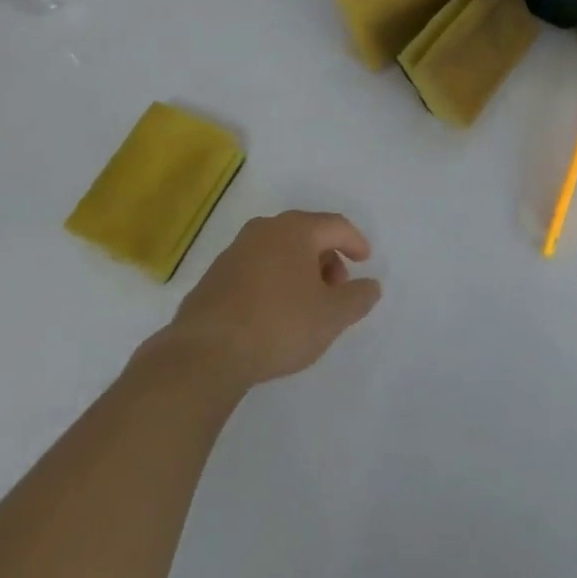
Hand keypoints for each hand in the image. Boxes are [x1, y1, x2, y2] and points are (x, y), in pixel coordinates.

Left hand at [165, 211, 381, 388]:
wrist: (205, 352)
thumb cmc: (279, 324)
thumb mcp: (332, 316)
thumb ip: (358, 298)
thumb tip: (371, 286)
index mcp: (295, 230)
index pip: (335, 225)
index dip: (355, 242)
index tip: (365, 261)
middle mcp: (264, 230)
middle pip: (306, 234)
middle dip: (327, 258)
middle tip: (336, 288)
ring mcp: (234, 251)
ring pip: (278, 251)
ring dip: (299, 270)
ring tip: (306, 304)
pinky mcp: (214, 277)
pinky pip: (256, 269)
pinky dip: (273, 281)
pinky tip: (273, 313)